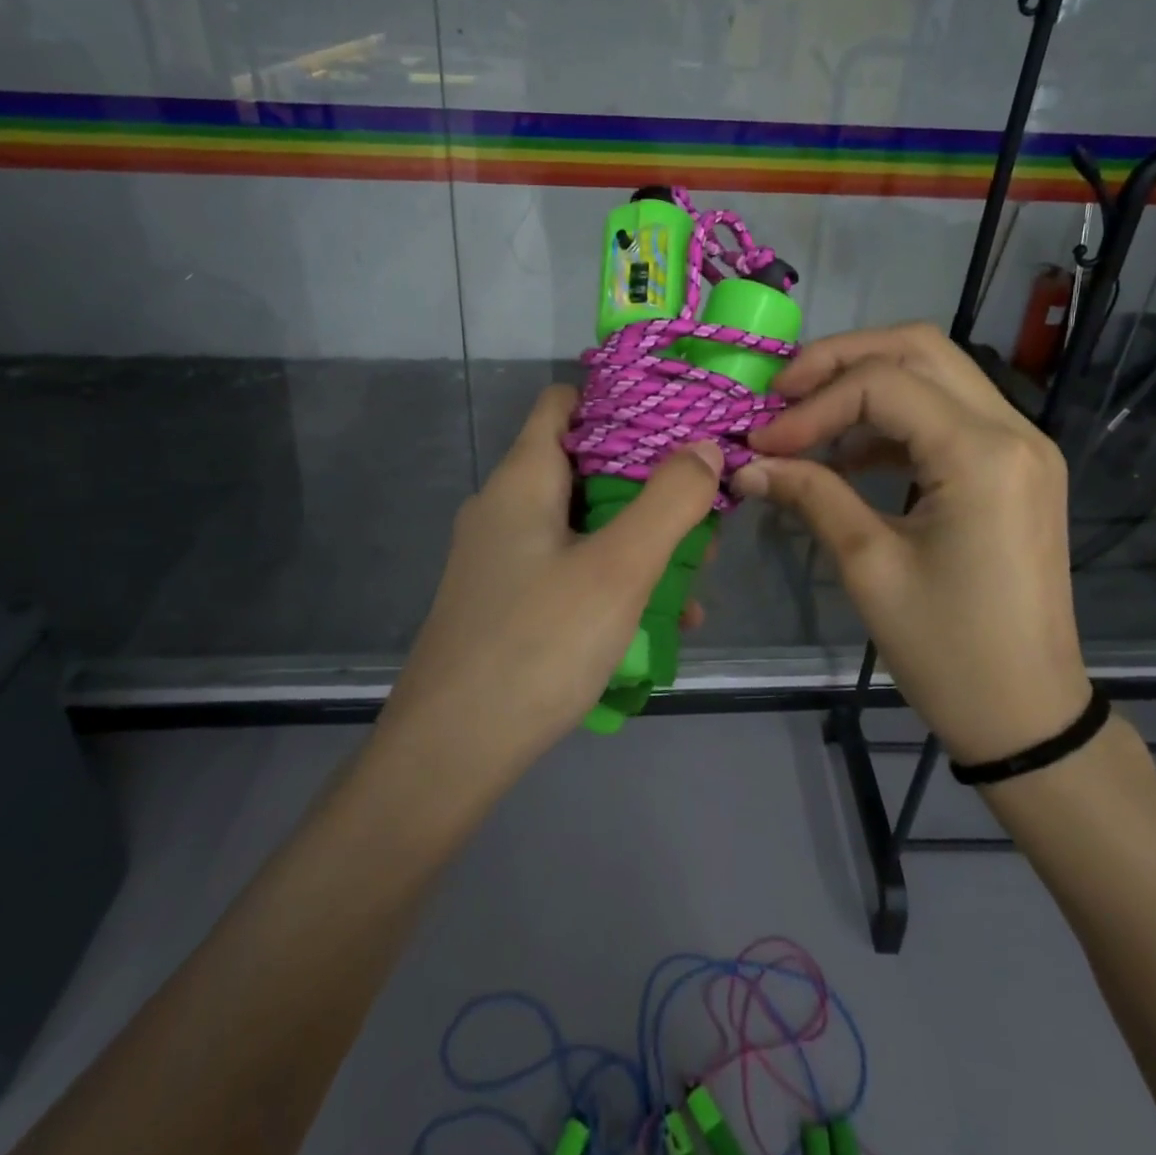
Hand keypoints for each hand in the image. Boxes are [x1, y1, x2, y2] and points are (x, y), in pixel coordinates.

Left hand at [381, 385, 723, 770]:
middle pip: (585, 466)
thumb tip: (705, 447)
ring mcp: (502, 558)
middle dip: (650, 485)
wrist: (450, 753)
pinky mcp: (507, 602)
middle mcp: (506, 508)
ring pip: (584, 525)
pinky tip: (658, 624)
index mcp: (523, 479)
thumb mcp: (619, 569)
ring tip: (697, 578)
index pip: (565, 403)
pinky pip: (570, 570)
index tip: (681, 421)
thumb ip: (669, 502)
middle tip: (705, 515)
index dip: (622, 401)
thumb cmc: (537, 645)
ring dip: (640, 540)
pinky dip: (613, 581)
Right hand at [734, 324, 1089, 765]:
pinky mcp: (1014, 468)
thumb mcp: (868, 566)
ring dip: (865, 384)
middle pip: (918, 348)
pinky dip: (892, 419)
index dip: (811, 405)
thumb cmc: (947, 650)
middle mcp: (1012, 430)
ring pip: (935, 373)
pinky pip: (947, 414)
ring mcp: (1021, 446)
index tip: (760, 443)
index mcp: (982, 454)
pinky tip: (848, 453)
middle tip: (781, 393)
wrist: (1026, 713)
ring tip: (805, 421)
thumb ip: (810, 495)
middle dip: (839, 360)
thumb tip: (747, 465)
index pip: (882, 384)